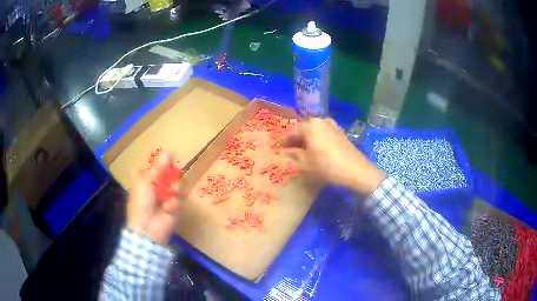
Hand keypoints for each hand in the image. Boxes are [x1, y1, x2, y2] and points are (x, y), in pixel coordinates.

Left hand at [127, 152, 181, 244]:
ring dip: (174, 189)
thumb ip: (158, 168)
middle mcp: (157, 187)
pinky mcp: (175, 208)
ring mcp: (167, 197)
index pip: (158, 167)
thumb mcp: (145, 182)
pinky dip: (173, 204)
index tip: (171, 159)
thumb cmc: (141, 203)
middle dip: (172, 176)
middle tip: (172, 176)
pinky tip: (167, 209)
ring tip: (171, 193)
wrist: (147, 229)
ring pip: (177, 185)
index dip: (165, 163)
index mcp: (147, 180)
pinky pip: (179, 200)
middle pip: (170, 175)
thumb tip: (169, 151)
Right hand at [282, 118, 384, 194]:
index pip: (292, 131)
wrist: (355, 171)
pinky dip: (317, 139)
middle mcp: (321, 120)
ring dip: (307, 138)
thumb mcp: (306, 163)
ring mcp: (332, 125)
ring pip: (314, 130)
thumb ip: (294, 154)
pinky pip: (323, 133)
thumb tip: (286, 151)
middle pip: (304, 128)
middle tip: (290, 149)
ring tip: (302, 150)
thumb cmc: (327, 166)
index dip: (285, 140)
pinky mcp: (340, 132)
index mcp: (310, 125)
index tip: (279, 148)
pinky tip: (316, 149)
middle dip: (296, 138)